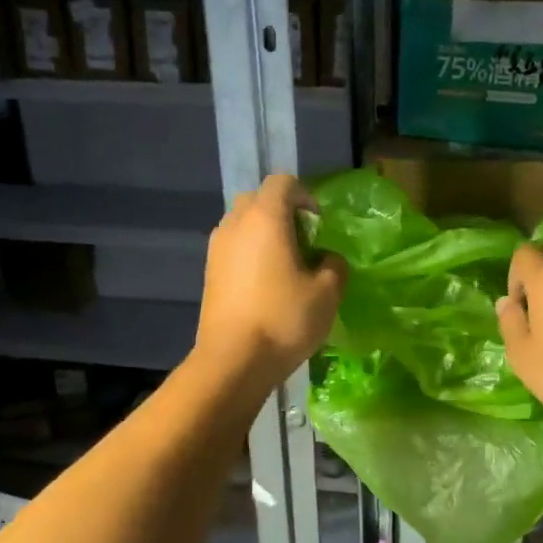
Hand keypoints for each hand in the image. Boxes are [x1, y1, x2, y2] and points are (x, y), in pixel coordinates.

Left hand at [194, 175, 346, 395]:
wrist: (233, 360)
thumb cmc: (284, 319)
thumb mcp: (327, 294)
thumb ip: (334, 265)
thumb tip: (327, 258)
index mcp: (266, 218)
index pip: (283, 182)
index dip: (305, 196)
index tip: (319, 224)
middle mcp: (235, 223)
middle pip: (258, 199)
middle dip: (282, 212)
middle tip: (303, 242)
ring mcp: (217, 248)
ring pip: (242, 223)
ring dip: (264, 234)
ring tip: (284, 265)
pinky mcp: (208, 272)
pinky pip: (232, 247)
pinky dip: (249, 253)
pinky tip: (265, 284)